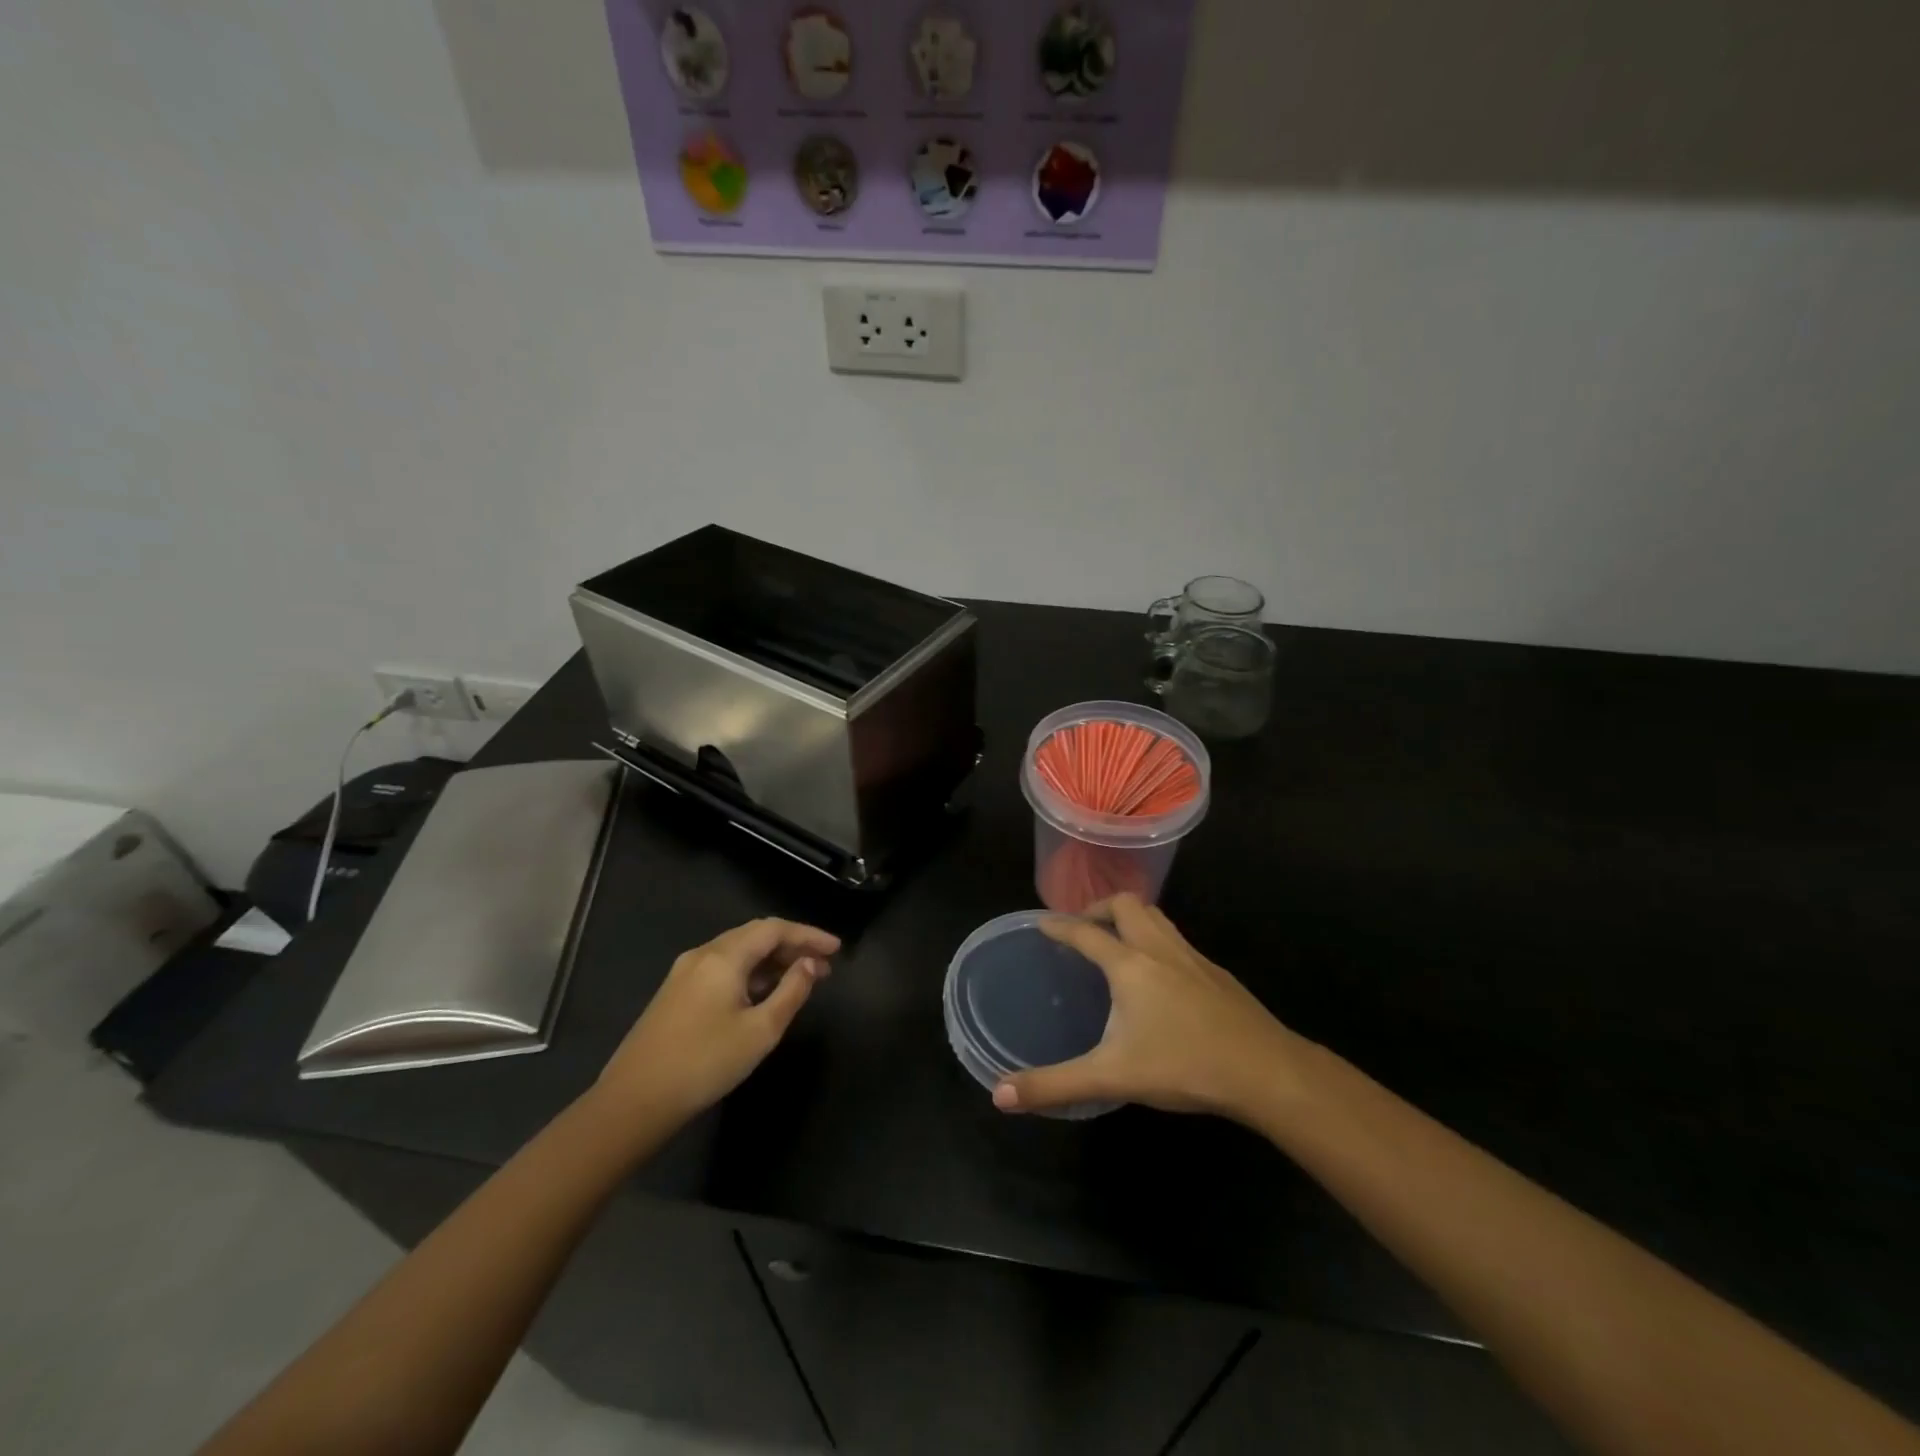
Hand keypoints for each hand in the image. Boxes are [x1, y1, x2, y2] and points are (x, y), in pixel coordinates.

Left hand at [601, 918, 839, 1122]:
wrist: (633, 1101)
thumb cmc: (705, 1063)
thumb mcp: (760, 1031)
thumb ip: (791, 992)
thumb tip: (811, 965)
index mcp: (724, 956)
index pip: (774, 929)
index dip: (809, 935)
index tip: (837, 949)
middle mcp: (703, 954)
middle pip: (755, 935)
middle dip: (792, 946)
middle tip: (823, 965)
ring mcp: (685, 973)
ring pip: (738, 952)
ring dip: (771, 960)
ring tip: (801, 979)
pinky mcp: (675, 993)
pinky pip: (722, 968)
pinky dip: (750, 972)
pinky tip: (764, 993)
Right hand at [992, 894, 1304, 1119]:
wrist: (1266, 1071)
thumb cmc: (1183, 1065)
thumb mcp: (1111, 1077)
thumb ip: (1054, 1084)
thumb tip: (999, 1095)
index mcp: (1129, 965)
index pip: (1085, 932)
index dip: (1059, 925)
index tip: (1042, 923)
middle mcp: (1159, 949)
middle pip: (1126, 905)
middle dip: (1099, 908)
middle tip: (1083, 927)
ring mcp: (1193, 957)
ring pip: (1157, 917)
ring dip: (1131, 918)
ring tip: (1117, 941)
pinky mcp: (1216, 973)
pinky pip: (1177, 940)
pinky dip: (1157, 940)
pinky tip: (1160, 975)